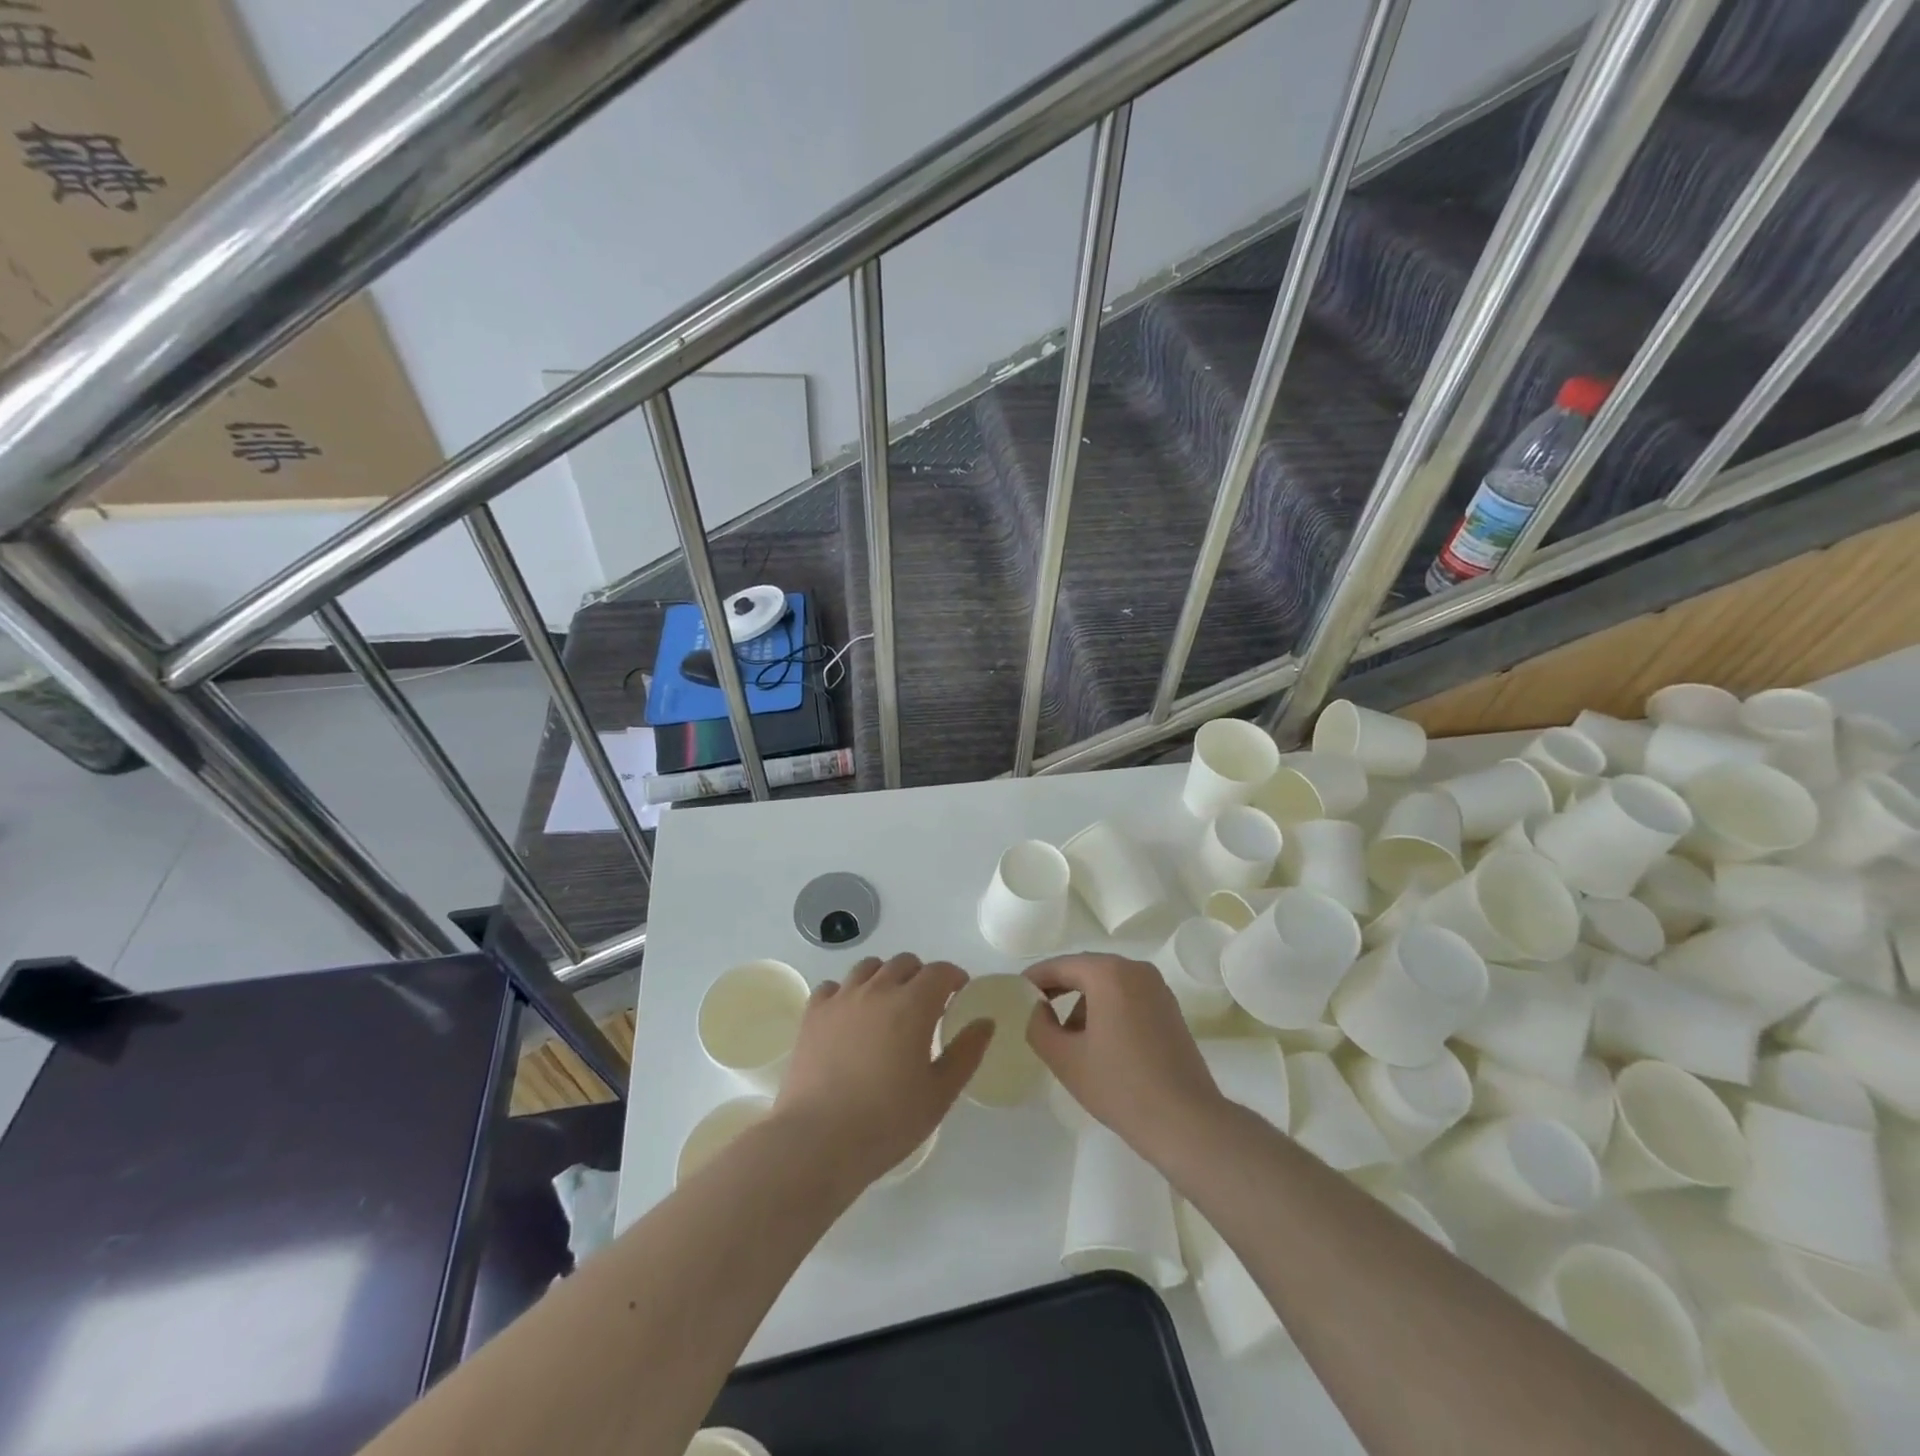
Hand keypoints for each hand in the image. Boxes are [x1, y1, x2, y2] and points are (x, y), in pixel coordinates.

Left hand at [775, 953, 992, 1188]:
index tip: (959, 992)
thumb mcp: (940, 1093)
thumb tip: (985, 1022)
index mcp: (913, 1005)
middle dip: (921, 975)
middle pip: (904, 963)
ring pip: (868, 968)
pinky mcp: (813, 1014)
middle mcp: (877, 990)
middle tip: (926, 1004)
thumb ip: (966, 1053)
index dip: (953, 977)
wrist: (818, 1140)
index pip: (939, 971)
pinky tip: (848, 1016)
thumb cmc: (888, 1121)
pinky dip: (846, 993)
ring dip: (884, 977)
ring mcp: (841, 999)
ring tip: (887, 1005)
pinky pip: (832, 986)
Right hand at [1025, 953, 1223, 1163]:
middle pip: (1086, 969)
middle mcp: (1135, 969)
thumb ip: (1038, 1026)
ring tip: (1066, 1035)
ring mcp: (1157, 988)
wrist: (1186, 1122)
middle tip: (1035, 1009)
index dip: (1035, 978)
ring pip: (1108, 983)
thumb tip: (1037, 1008)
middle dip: (1059, 987)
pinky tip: (1098, 1041)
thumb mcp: (1065, 1058)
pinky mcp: (1169, 1009)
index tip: (1015, 992)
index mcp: (1109, 973)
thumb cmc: (1120, 1086)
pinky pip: (1128, 996)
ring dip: (1083, 1001)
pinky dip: (1107, 1008)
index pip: (1061, 965)